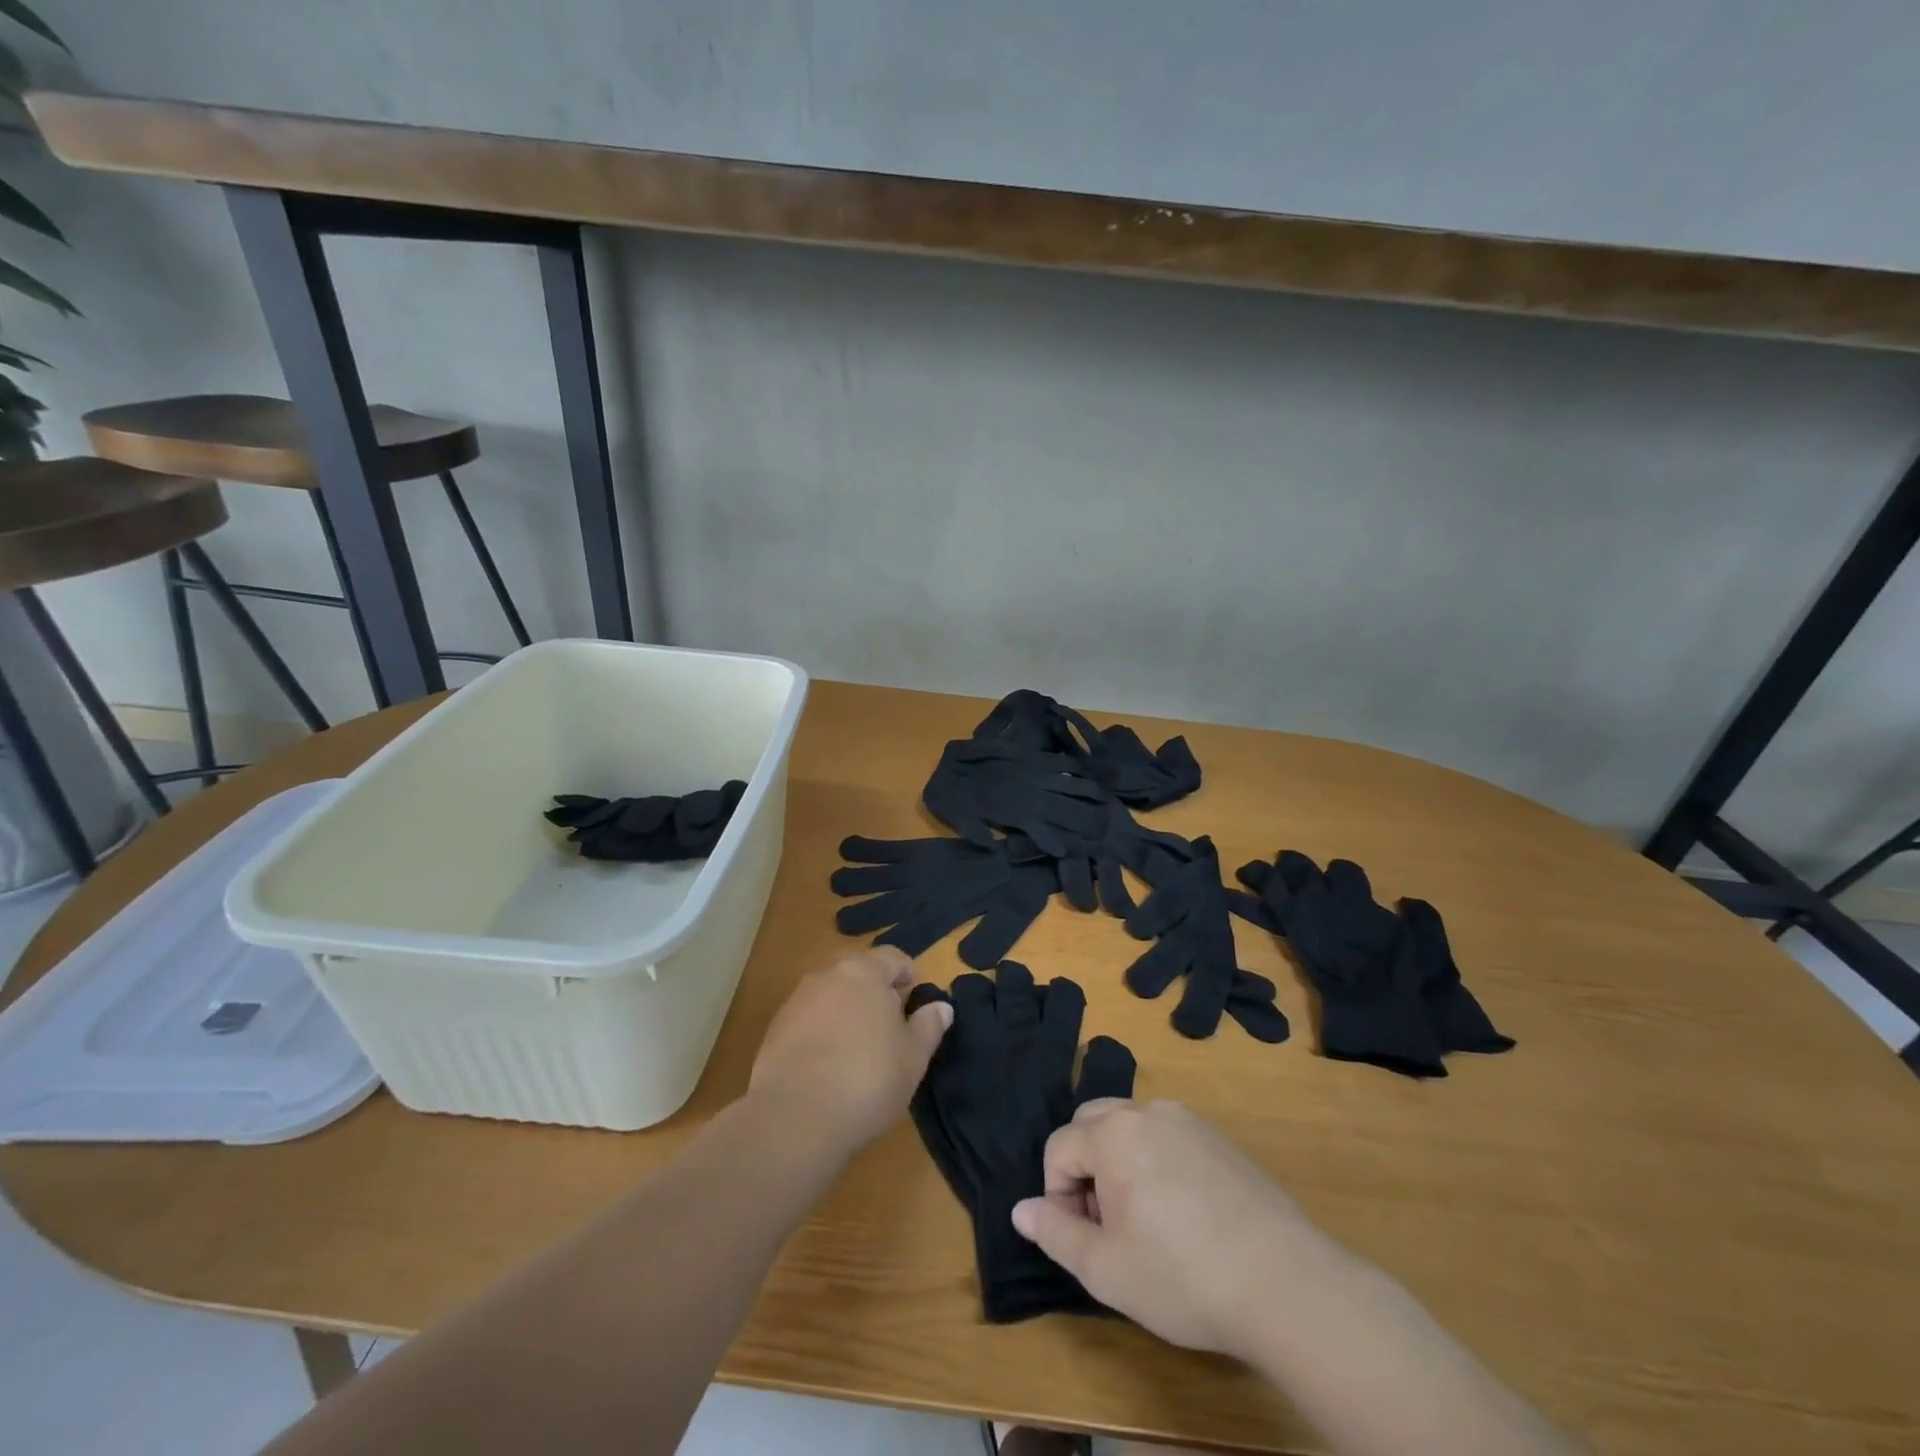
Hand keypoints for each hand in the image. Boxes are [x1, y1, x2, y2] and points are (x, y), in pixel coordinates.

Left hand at [749, 947, 951, 1154]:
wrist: (794, 1117)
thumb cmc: (867, 1080)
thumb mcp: (913, 1058)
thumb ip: (928, 1026)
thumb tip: (941, 1006)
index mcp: (864, 972)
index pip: (892, 956)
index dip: (907, 973)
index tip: (914, 996)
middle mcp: (827, 975)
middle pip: (857, 970)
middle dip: (874, 989)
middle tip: (890, 1021)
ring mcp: (796, 1000)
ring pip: (830, 993)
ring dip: (846, 1008)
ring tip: (859, 1045)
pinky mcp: (775, 1029)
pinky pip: (808, 1017)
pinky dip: (822, 1029)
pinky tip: (829, 1063)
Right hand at [1011, 1099, 1349, 1359]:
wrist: (1283, 1282)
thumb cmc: (1181, 1276)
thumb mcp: (1106, 1269)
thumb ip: (1055, 1232)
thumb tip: (1021, 1209)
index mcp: (1112, 1133)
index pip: (1059, 1147)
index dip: (1057, 1194)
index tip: (1080, 1239)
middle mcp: (1147, 1112)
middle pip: (1092, 1123)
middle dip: (1084, 1167)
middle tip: (1106, 1224)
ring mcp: (1188, 1121)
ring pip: (1131, 1127)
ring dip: (1120, 1163)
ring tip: (1142, 1222)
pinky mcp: (1220, 1140)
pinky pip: (1168, 1137)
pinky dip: (1156, 1162)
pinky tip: (1182, 1215)